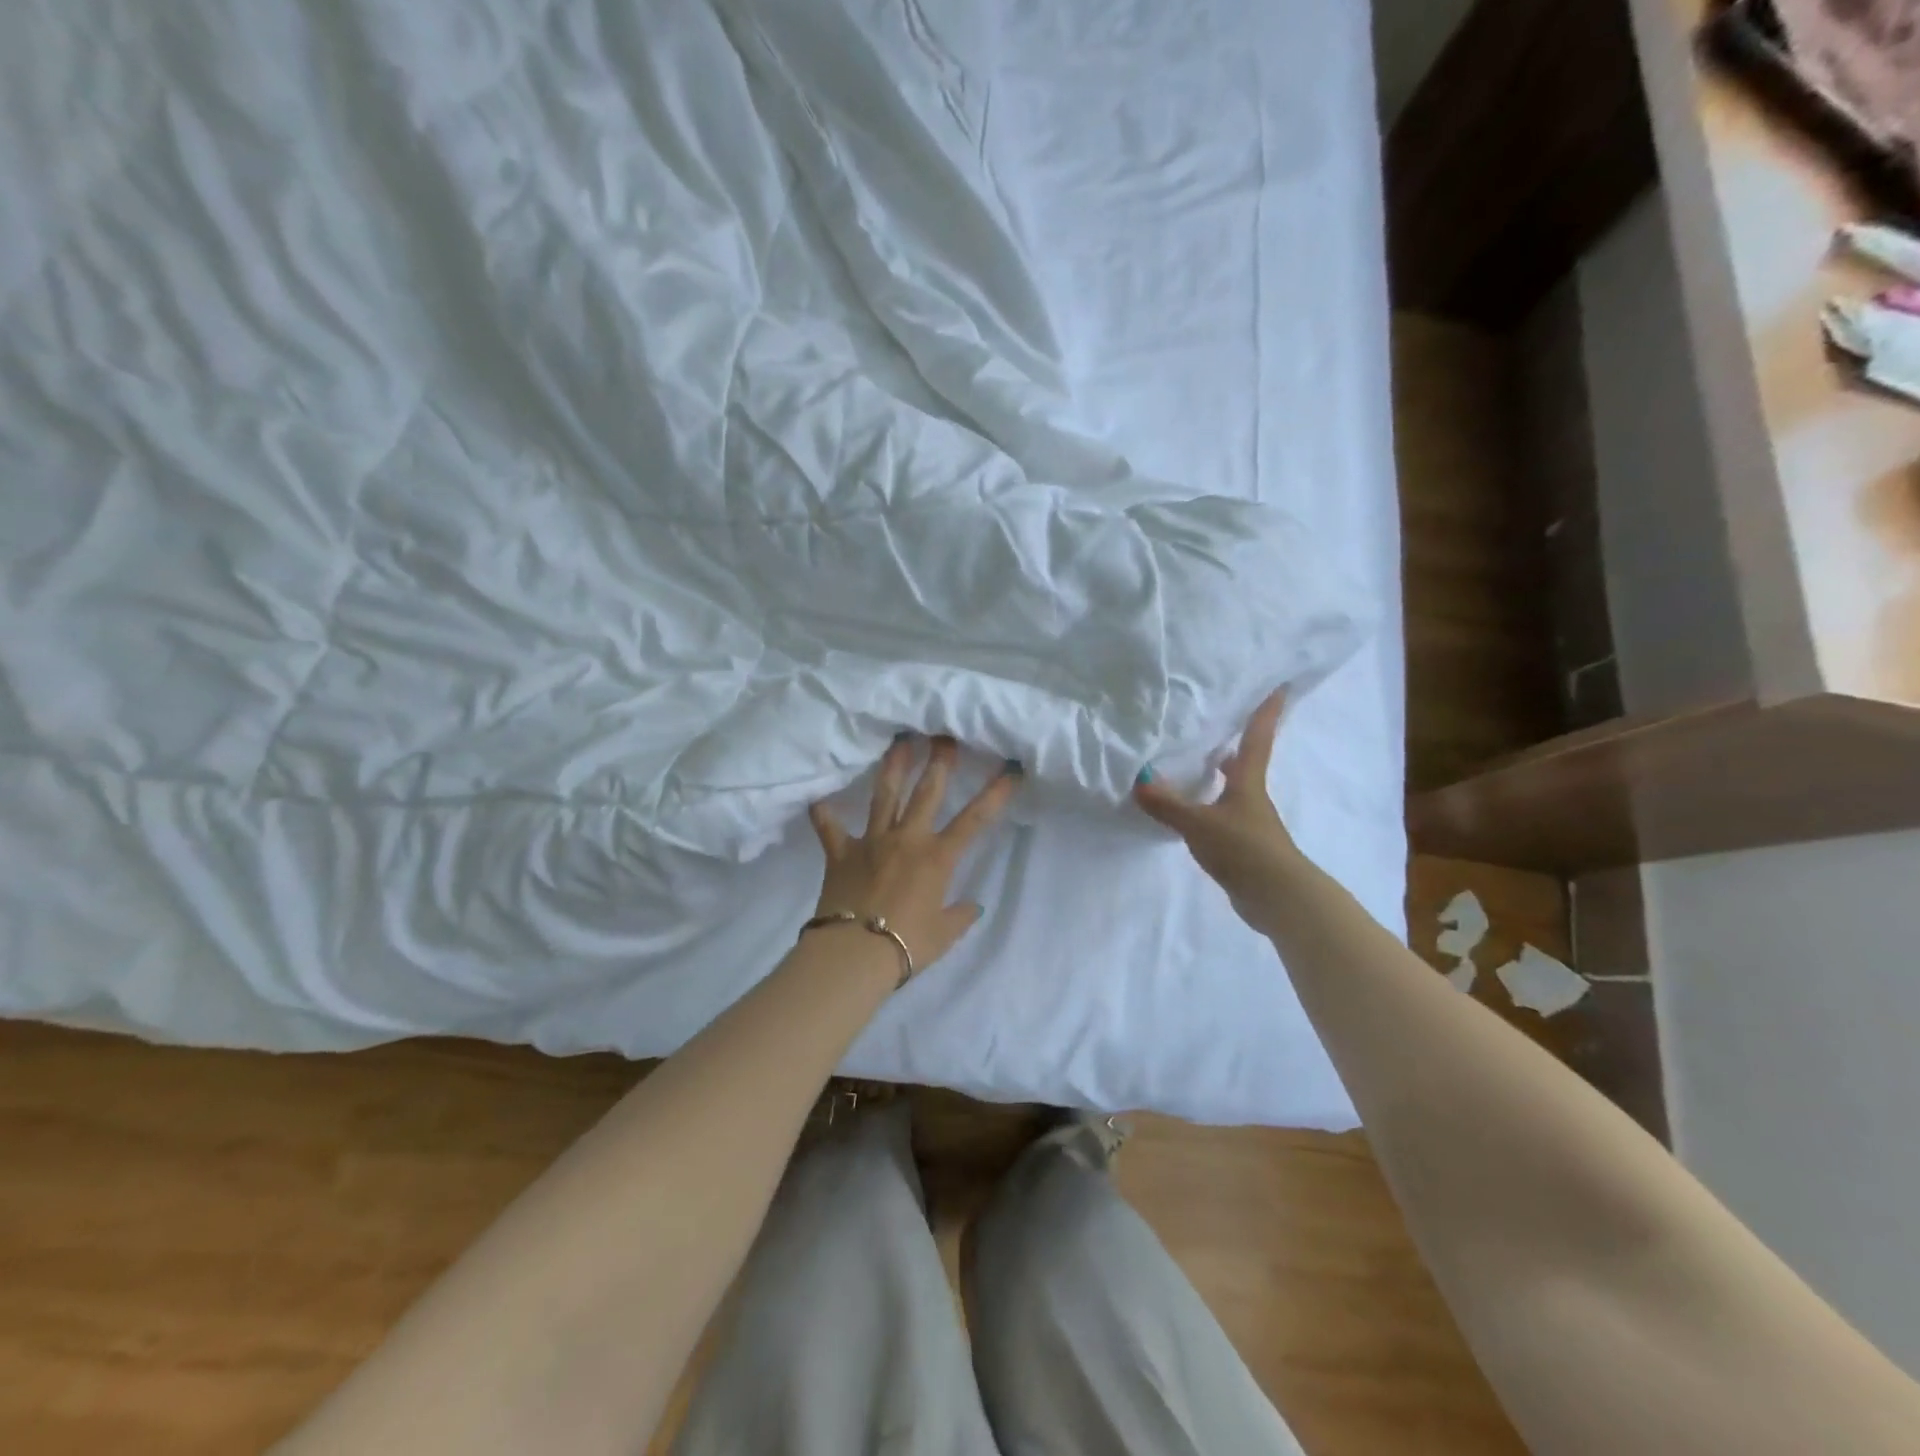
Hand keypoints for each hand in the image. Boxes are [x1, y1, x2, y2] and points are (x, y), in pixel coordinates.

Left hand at [807, 736, 1018, 972]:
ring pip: (883, 796)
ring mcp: (871, 842)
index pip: (974, 820)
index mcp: (937, 858)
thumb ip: (960, 915)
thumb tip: (973, 906)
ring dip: (892, 767)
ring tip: (898, 741)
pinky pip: (830, 828)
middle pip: (926, 792)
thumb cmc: (906, 944)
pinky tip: (818, 797)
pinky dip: (823, 813)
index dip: (995, 793)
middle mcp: (906, 839)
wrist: (854, 953)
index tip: (1010, 769)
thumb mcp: (944, 934)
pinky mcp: (840, 853)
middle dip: (939, 761)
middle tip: (944, 735)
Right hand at [1132, 691, 1303, 925]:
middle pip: (1245, 764)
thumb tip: (1138, 781)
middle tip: (1218, 726)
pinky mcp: (1245, 847)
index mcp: (1246, 782)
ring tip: (1196, 766)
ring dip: (1220, 777)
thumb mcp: (1198, 823)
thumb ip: (1168, 804)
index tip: (1280, 685)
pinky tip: (1192, 813)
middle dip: (1234, 745)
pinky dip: (1210, 807)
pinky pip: (1223, 816)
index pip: (1257, 738)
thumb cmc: (1243, 848)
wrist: (1277, 897)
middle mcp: (1252, 797)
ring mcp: (1251, 823)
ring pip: (1233, 791)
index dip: (1266, 712)